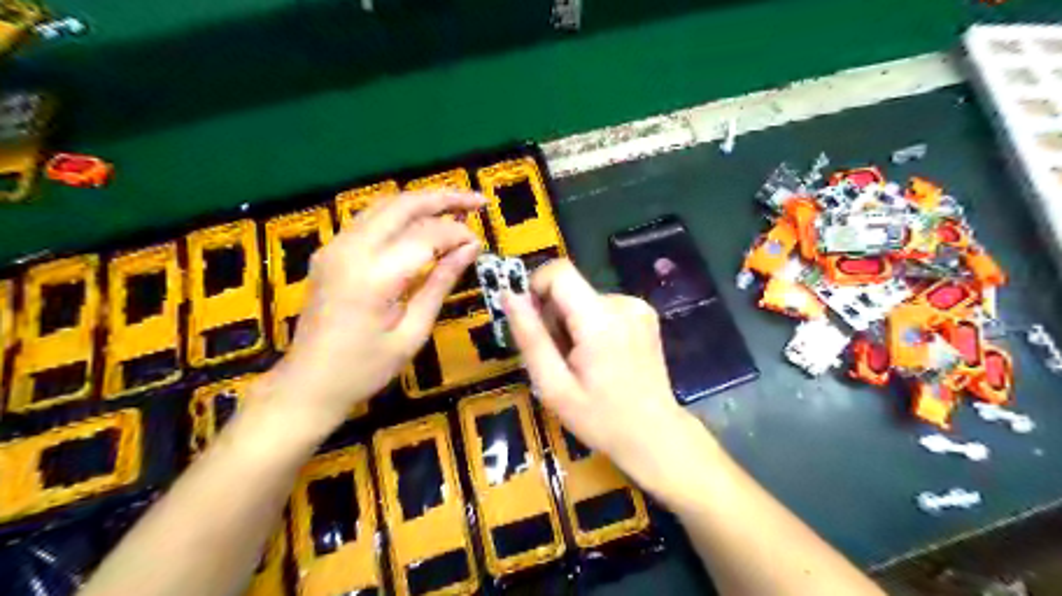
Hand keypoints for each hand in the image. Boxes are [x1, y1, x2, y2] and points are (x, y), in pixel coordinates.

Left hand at [273, 191, 487, 426]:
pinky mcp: (330, 251)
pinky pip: (370, 219)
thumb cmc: (365, 368)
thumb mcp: (413, 331)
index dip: (457, 233)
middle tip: (478, 201)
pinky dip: (401, 215)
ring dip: (422, 202)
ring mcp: (335, 246)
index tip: (479, 243)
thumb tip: (470, 249)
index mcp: (374, 275)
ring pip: (384, 205)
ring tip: (456, 207)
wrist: (309, 383)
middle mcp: (351, 249)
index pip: (426, 235)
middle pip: (403, 205)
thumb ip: (440, 283)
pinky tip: (422, 224)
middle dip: (444, 197)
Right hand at [502, 257, 707, 493]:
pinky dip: (591, 324)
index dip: (536, 287)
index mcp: (600, 321)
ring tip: (581, 361)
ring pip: (584, 298)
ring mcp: (638, 307)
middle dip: (554, 316)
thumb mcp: (554, 386)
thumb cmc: (601, 418)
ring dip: (572, 323)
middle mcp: (623, 303)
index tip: (531, 321)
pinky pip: (603, 306)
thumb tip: (509, 295)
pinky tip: (600, 356)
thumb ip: (530, 337)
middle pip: (570, 288)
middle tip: (559, 356)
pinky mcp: (644, 313)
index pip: (559, 272)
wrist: (655, 434)